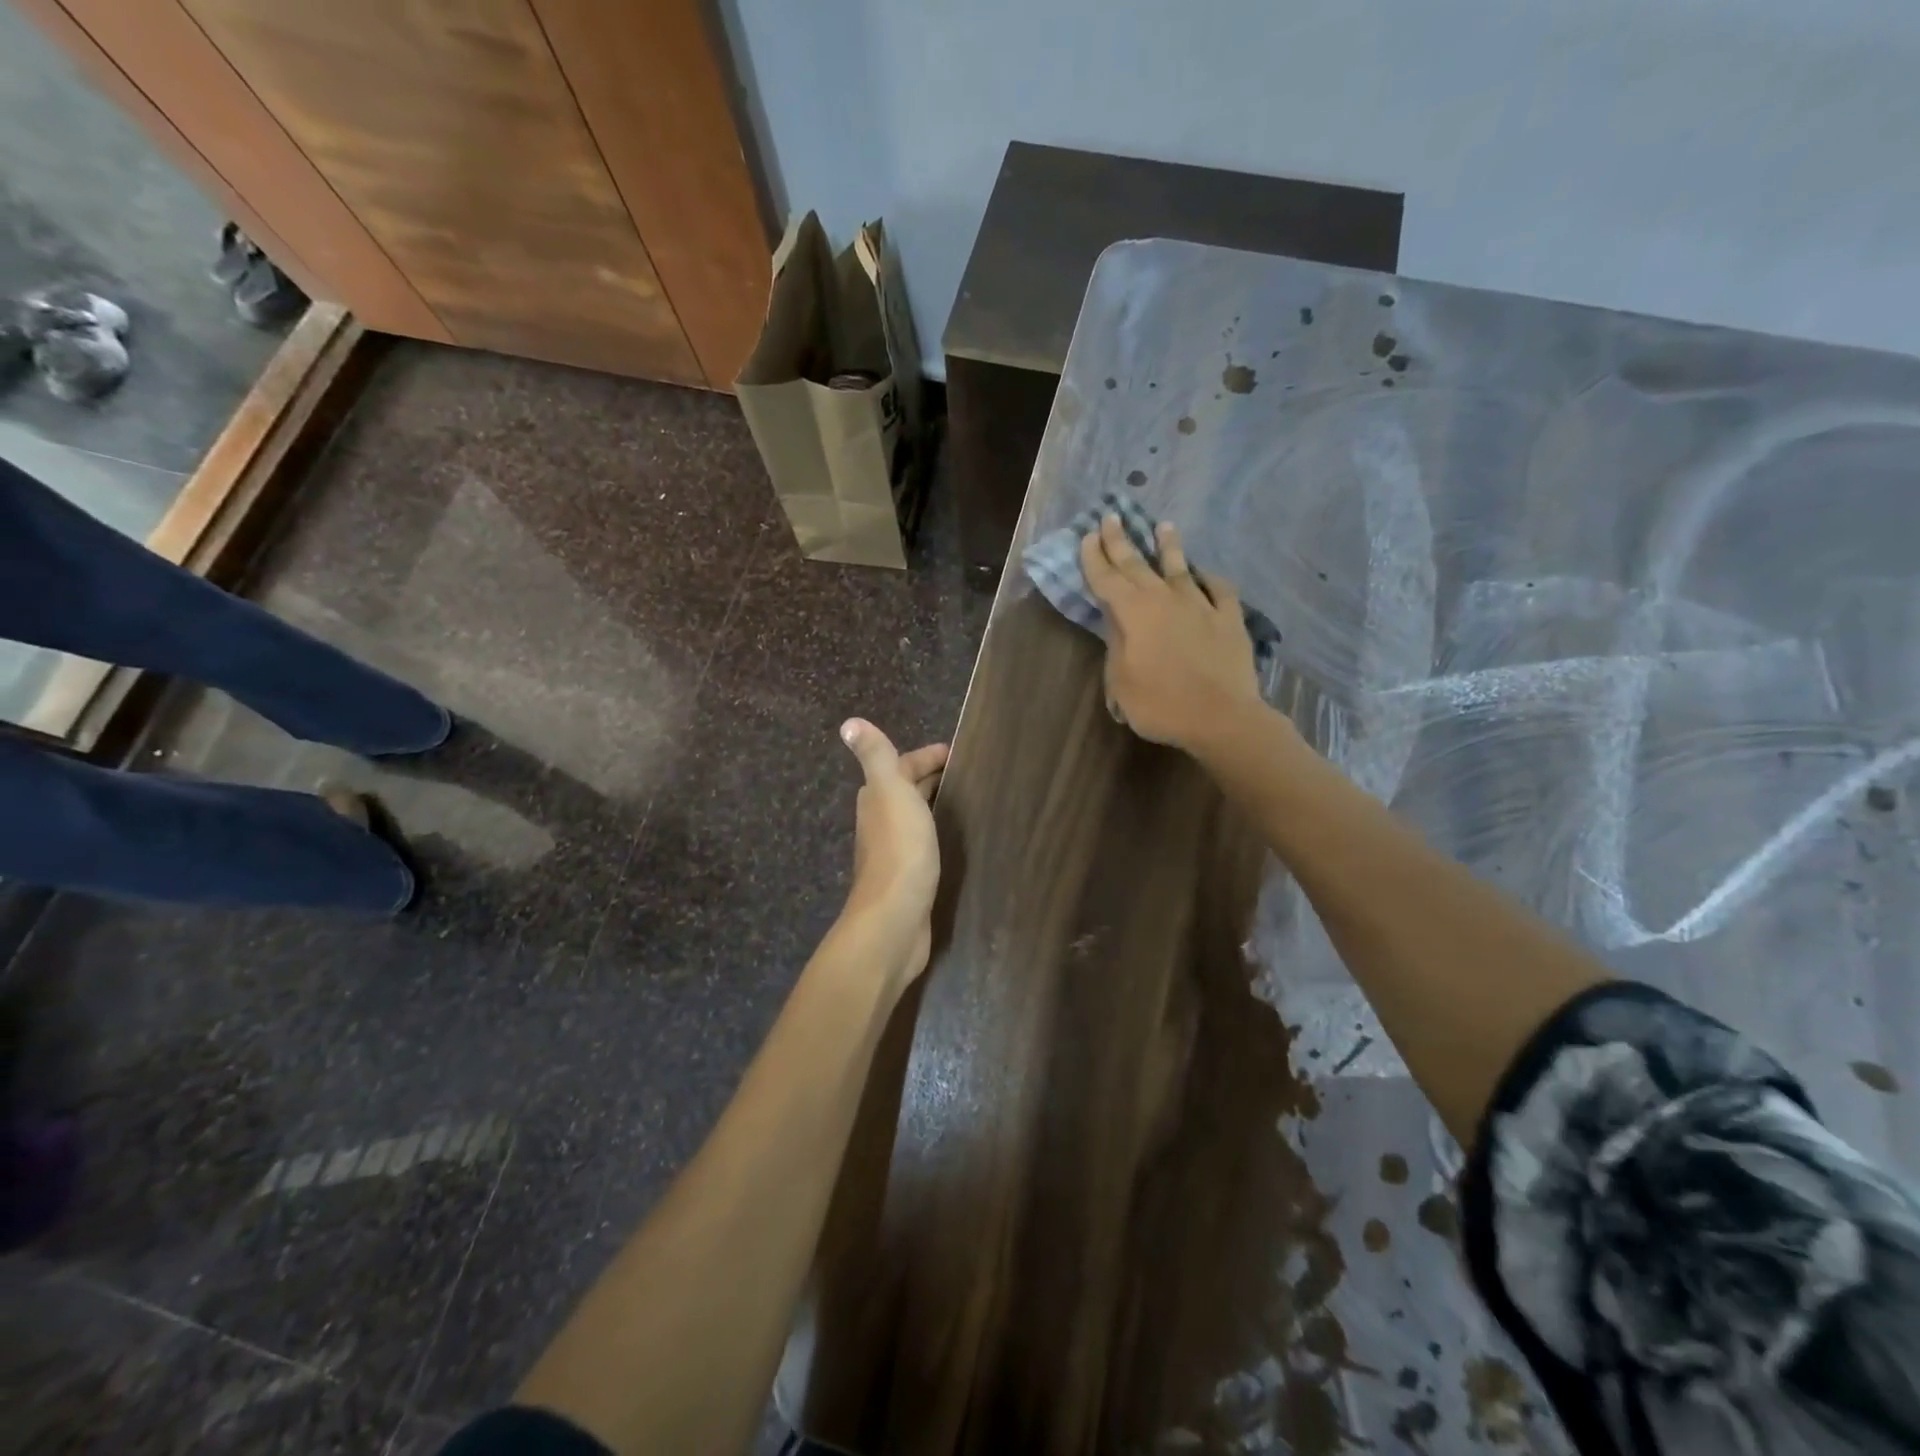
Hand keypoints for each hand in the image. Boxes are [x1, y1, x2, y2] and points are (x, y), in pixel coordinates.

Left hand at [839, 719, 948, 984]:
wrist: (895, 918)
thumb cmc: (899, 849)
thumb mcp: (890, 793)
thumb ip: (875, 757)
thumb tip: (849, 723)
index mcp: (877, 798)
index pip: (902, 766)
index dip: (926, 756)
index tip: (957, 752)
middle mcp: (880, 821)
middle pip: (907, 790)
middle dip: (932, 778)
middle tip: (969, 774)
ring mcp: (894, 851)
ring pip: (915, 817)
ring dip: (935, 806)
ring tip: (969, 801)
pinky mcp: (909, 876)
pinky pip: (925, 843)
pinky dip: (938, 833)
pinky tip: (955, 839)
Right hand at [1079, 514, 1264, 754]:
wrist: (1222, 718)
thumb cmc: (1161, 705)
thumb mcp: (1121, 682)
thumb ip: (1116, 645)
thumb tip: (1117, 621)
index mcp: (1133, 613)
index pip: (1107, 578)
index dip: (1095, 557)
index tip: (1088, 535)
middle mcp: (1165, 599)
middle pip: (1138, 564)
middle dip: (1121, 540)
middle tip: (1111, 517)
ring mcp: (1200, 605)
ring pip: (1180, 568)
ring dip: (1169, 546)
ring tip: (1164, 525)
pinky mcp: (1229, 618)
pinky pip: (1219, 590)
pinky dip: (1210, 579)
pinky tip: (1206, 574)